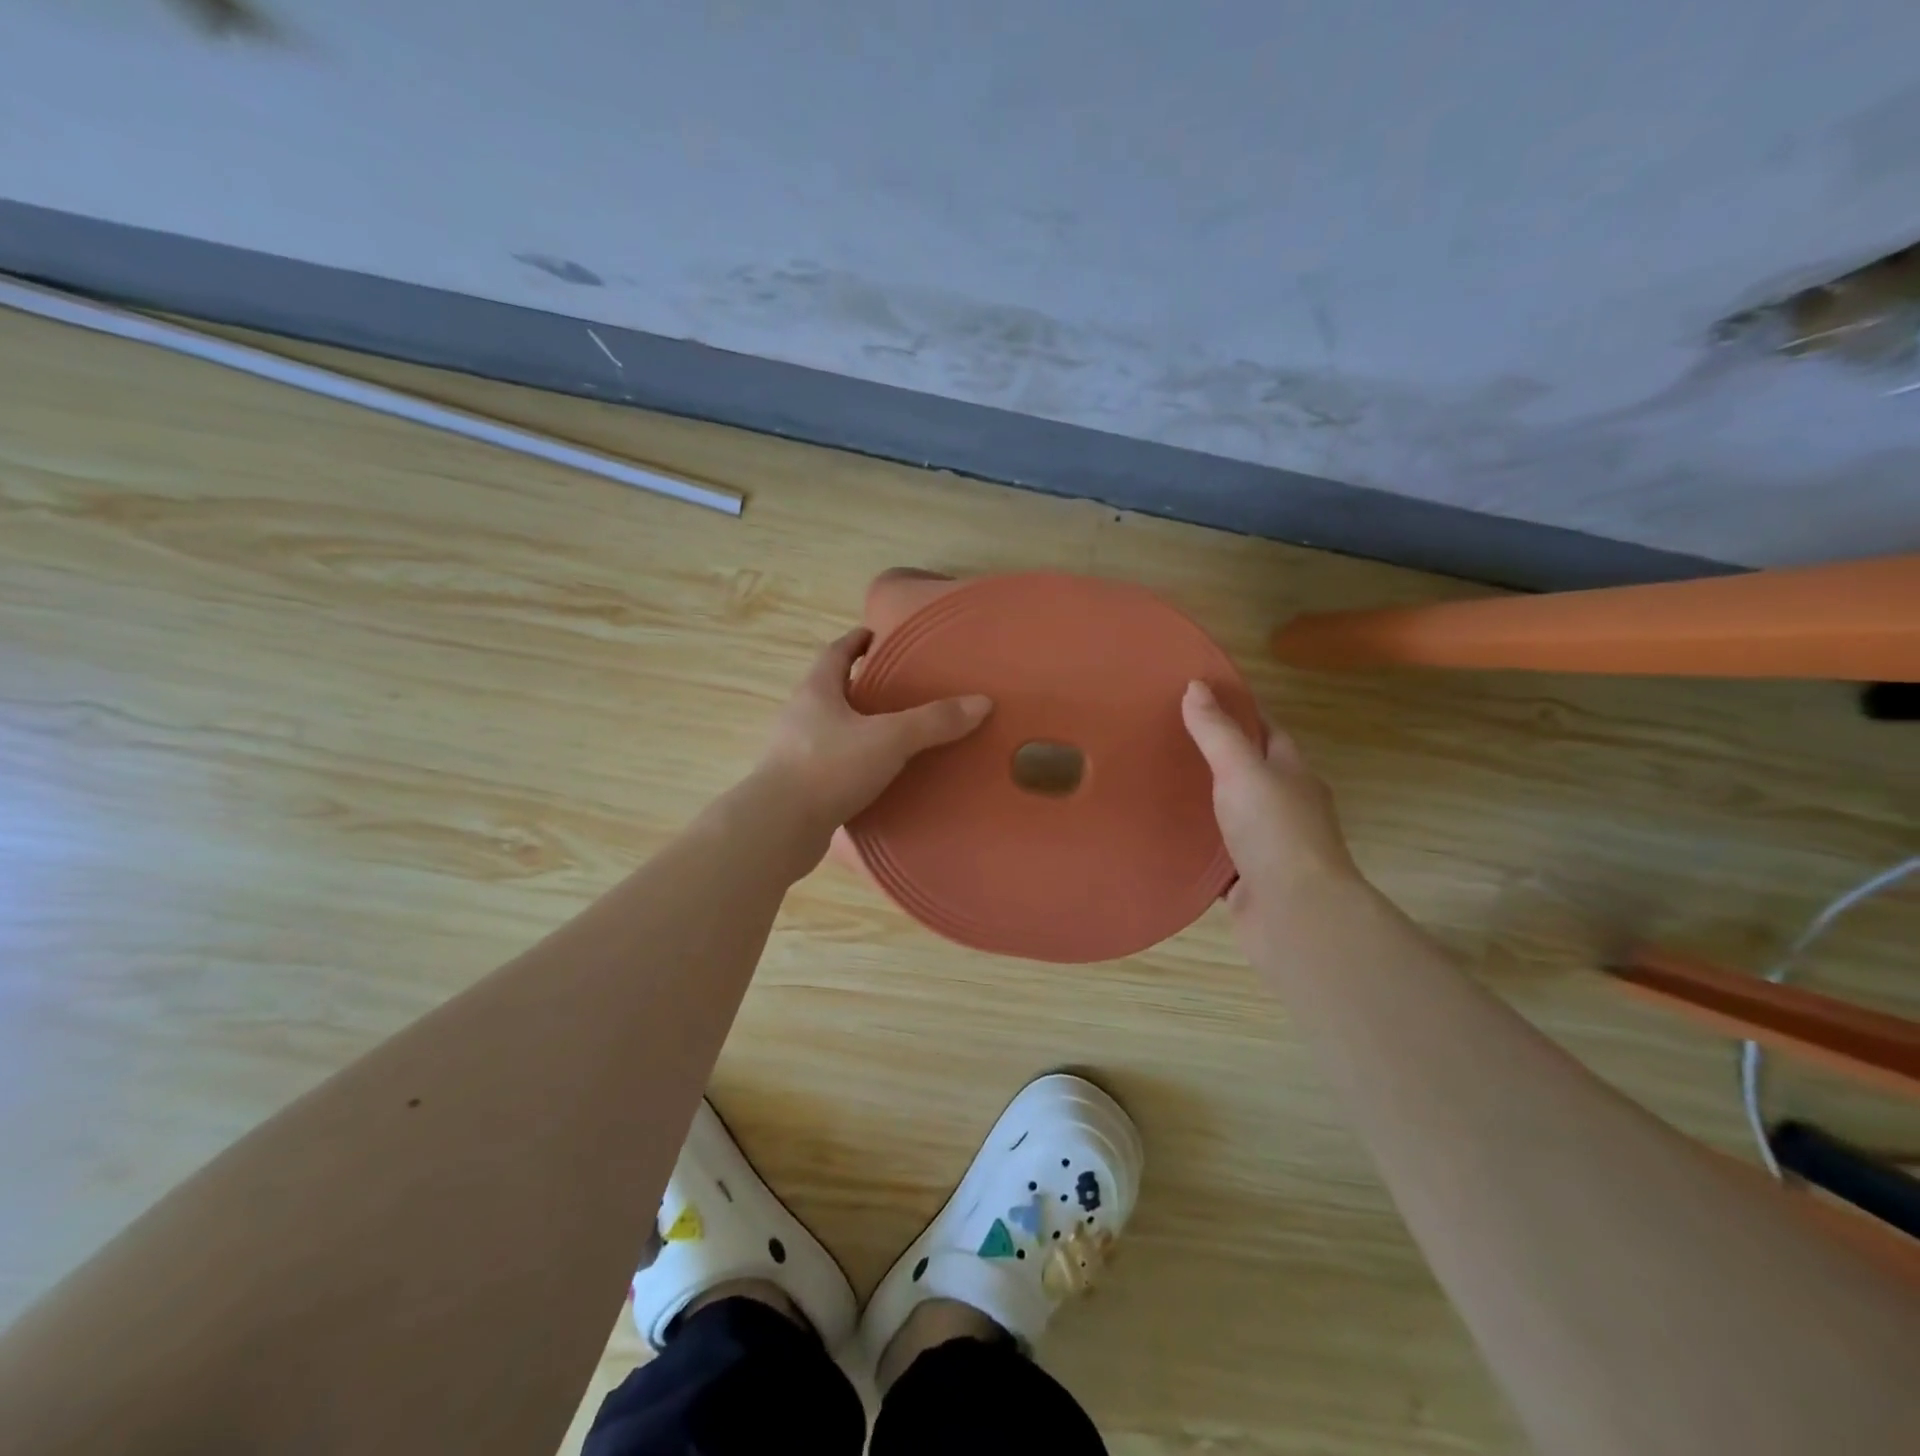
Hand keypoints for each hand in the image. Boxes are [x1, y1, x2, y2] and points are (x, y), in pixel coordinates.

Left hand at [756, 627, 992, 851]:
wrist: (778, 827)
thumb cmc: (829, 768)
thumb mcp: (889, 739)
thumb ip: (933, 721)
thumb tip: (981, 703)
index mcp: (816, 691)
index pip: (836, 653)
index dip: (856, 641)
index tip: (875, 635)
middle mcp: (800, 715)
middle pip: (830, 689)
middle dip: (859, 685)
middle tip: (895, 687)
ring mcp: (794, 752)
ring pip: (830, 728)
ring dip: (855, 726)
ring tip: (891, 732)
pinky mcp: (798, 785)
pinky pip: (830, 763)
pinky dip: (852, 761)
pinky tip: (875, 775)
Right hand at [1181, 681, 1358, 919]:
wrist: (1295, 913)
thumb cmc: (1275, 831)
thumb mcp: (1241, 770)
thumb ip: (1217, 732)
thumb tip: (1194, 686)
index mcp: (1293, 774)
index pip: (1267, 731)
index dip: (1239, 712)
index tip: (1201, 698)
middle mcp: (1286, 806)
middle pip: (1250, 772)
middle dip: (1216, 756)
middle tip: (1168, 739)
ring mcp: (1269, 845)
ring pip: (1233, 814)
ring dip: (1205, 802)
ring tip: (1159, 783)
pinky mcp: (1249, 879)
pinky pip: (1218, 853)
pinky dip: (1198, 844)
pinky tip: (1167, 835)